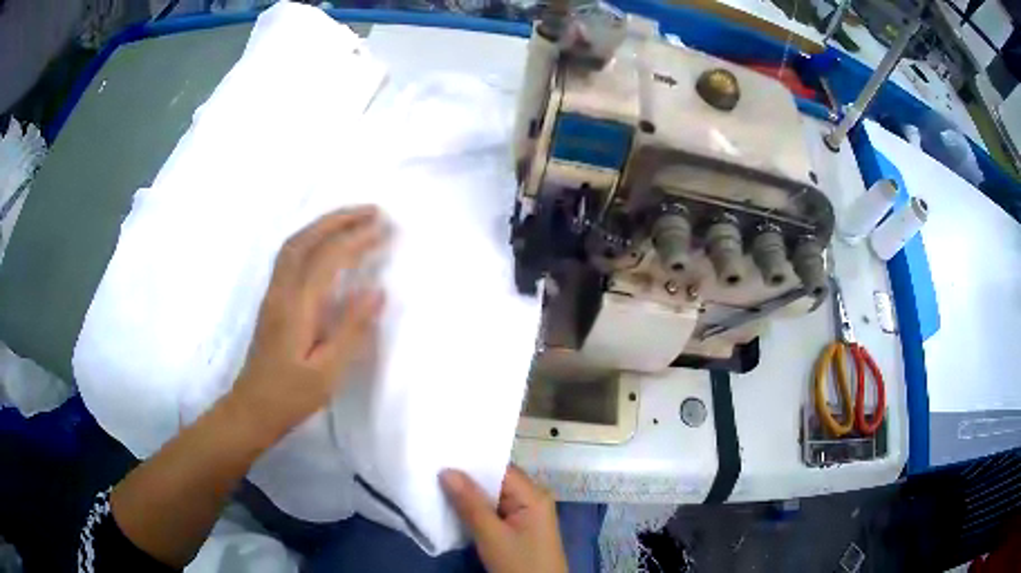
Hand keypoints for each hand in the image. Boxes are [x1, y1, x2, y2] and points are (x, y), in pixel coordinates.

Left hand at [229, 206, 386, 443]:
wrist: (251, 408)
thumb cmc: (291, 396)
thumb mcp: (327, 372)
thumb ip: (351, 330)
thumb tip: (376, 291)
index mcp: (297, 307)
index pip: (328, 258)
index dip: (357, 239)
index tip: (385, 230)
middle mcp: (281, 291)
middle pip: (305, 239)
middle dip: (338, 218)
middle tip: (371, 210)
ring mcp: (273, 294)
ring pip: (294, 244)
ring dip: (323, 225)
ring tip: (352, 220)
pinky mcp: (272, 301)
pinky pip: (290, 256)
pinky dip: (311, 239)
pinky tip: (325, 245)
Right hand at [441, 466, 567, 572]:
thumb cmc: (519, 563)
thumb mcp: (491, 535)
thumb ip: (470, 504)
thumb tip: (446, 470)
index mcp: (533, 494)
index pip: (499, 468)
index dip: (471, 461)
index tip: (441, 453)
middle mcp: (532, 498)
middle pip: (496, 481)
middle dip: (466, 478)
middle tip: (432, 467)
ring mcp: (526, 514)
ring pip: (493, 497)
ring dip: (469, 494)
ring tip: (436, 482)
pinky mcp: (518, 528)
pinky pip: (494, 510)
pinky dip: (476, 509)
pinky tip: (453, 506)